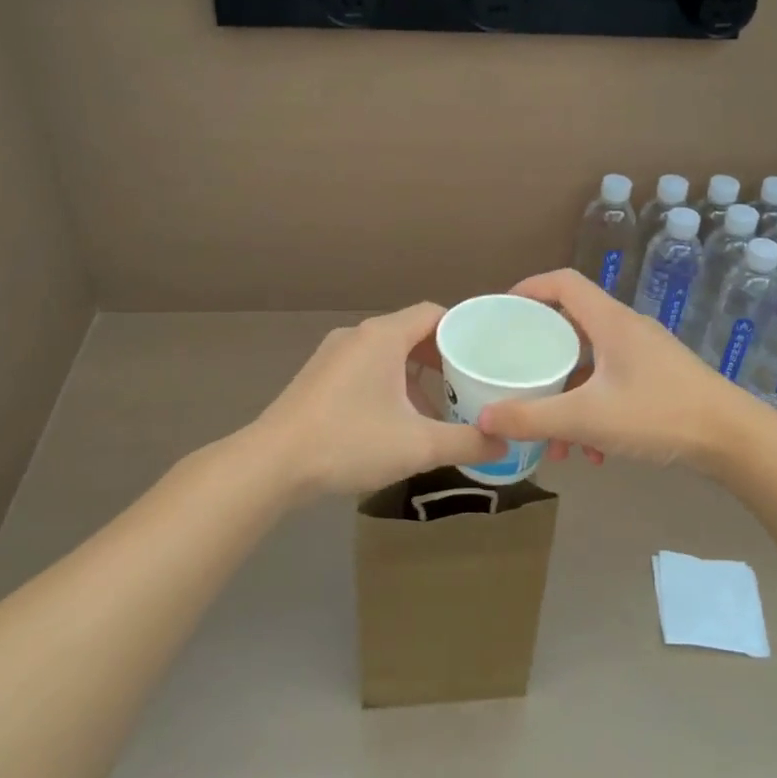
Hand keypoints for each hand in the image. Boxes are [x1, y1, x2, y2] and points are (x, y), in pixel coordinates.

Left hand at [251, 303, 507, 496]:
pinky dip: (388, 384)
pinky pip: (365, 368)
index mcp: (383, 337)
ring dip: (415, 375)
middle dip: (442, 358)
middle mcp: (358, 335)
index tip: (485, 356)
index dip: (463, 330)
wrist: (272, 464)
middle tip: (469, 385)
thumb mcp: (417, 446)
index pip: (434, 313)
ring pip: (387, 354)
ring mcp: (332, 355)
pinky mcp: (318, 377)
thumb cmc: (349, 442)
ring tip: (436, 409)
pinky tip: (395, 421)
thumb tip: (504, 444)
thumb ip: (466, 442)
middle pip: (411, 333)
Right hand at [477, 269, 758, 470]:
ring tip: (552, 435)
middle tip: (516, 373)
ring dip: (567, 393)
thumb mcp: (588, 418)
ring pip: (592, 363)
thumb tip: (483, 418)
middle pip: (572, 325)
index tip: (502, 311)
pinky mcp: (659, 380)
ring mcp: (645, 355)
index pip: (563, 283)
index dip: (529, 288)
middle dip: (541, 353)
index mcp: (609, 322)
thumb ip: (533, 418)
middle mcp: (627, 330)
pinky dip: (593, 409)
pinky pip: (612, 384)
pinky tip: (592, 452)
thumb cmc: (659, 414)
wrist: (734, 439)